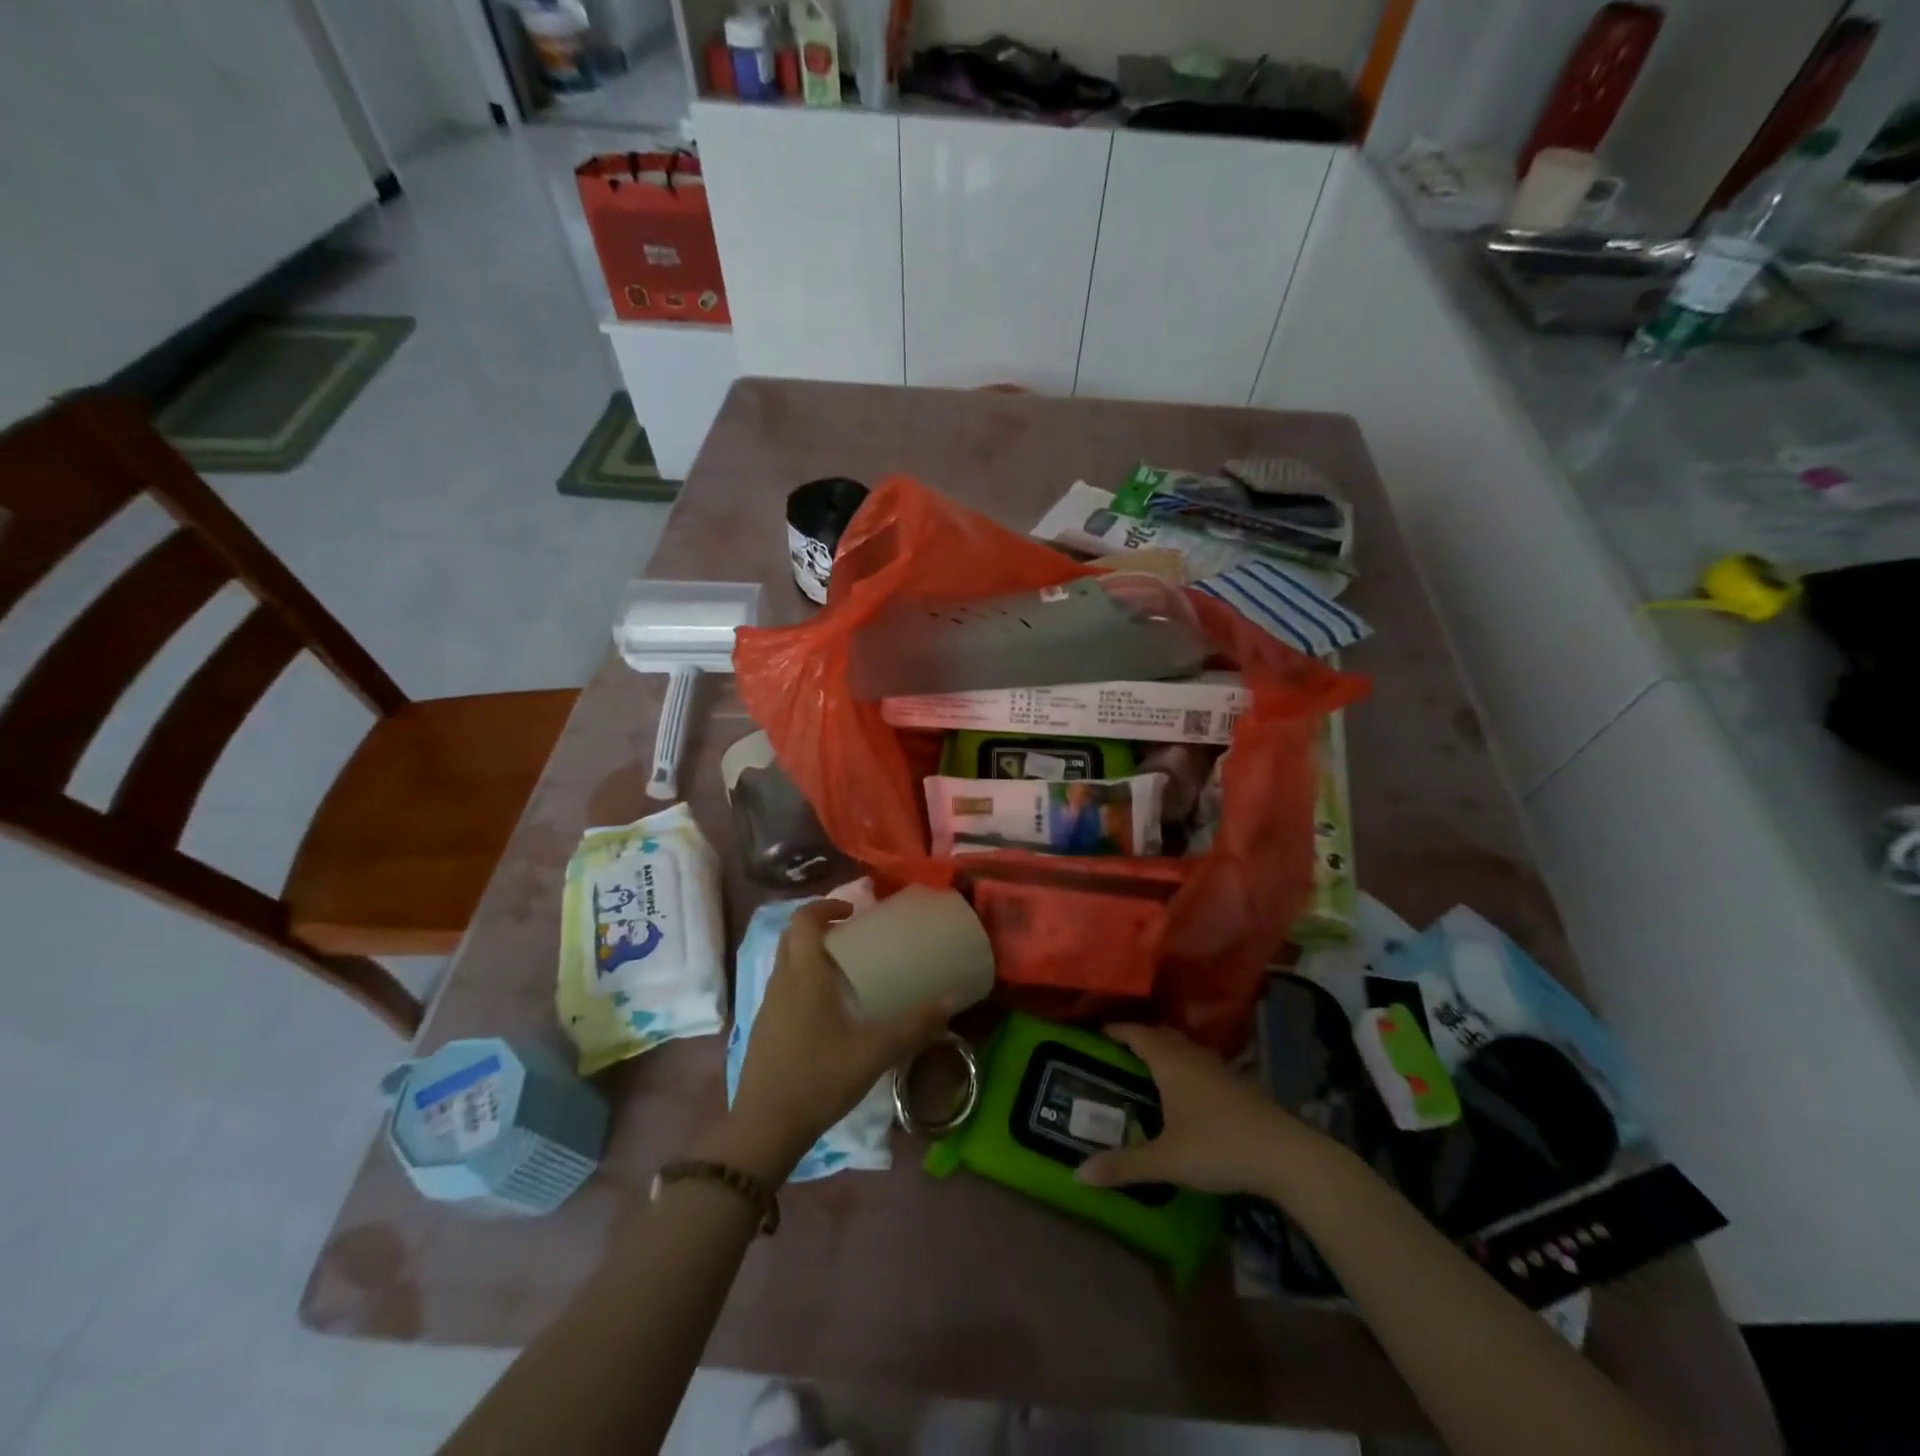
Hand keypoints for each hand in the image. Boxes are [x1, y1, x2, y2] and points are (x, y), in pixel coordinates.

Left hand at [721, 900, 954, 1179]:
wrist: (764, 1129)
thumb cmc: (818, 1079)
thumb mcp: (874, 1052)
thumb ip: (914, 1025)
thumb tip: (952, 999)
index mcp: (803, 975)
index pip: (804, 920)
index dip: (826, 906)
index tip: (854, 912)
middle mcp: (781, 982)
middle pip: (792, 936)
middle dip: (820, 927)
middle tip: (854, 936)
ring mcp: (768, 1006)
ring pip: (787, 963)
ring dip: (812, 954)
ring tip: (847, 970)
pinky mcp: (764, 1029)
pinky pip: (784, 988)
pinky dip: (805, 981)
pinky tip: (830, 1011)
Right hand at [1075, 1024, 1328, 1196]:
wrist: (1287, 1155)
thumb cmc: (1218, 1147)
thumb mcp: (1166, 1161)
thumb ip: (1123, 1166)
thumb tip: (1078, 1174)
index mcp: (1170, 1062)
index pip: (1136, 1033)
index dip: (1116, 1030)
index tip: (1097, 1033)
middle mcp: (1192, 1055)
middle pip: (1161, 1035)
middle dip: (1139, 1039)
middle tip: (1117, 1054)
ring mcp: (1219, 1067)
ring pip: (1184, 1049)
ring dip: (1165, 1052)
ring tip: (1148, 1070)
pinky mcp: (1238, 1083)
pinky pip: (1201, 1064)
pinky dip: (1185, 1068)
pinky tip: (1186, 1093)